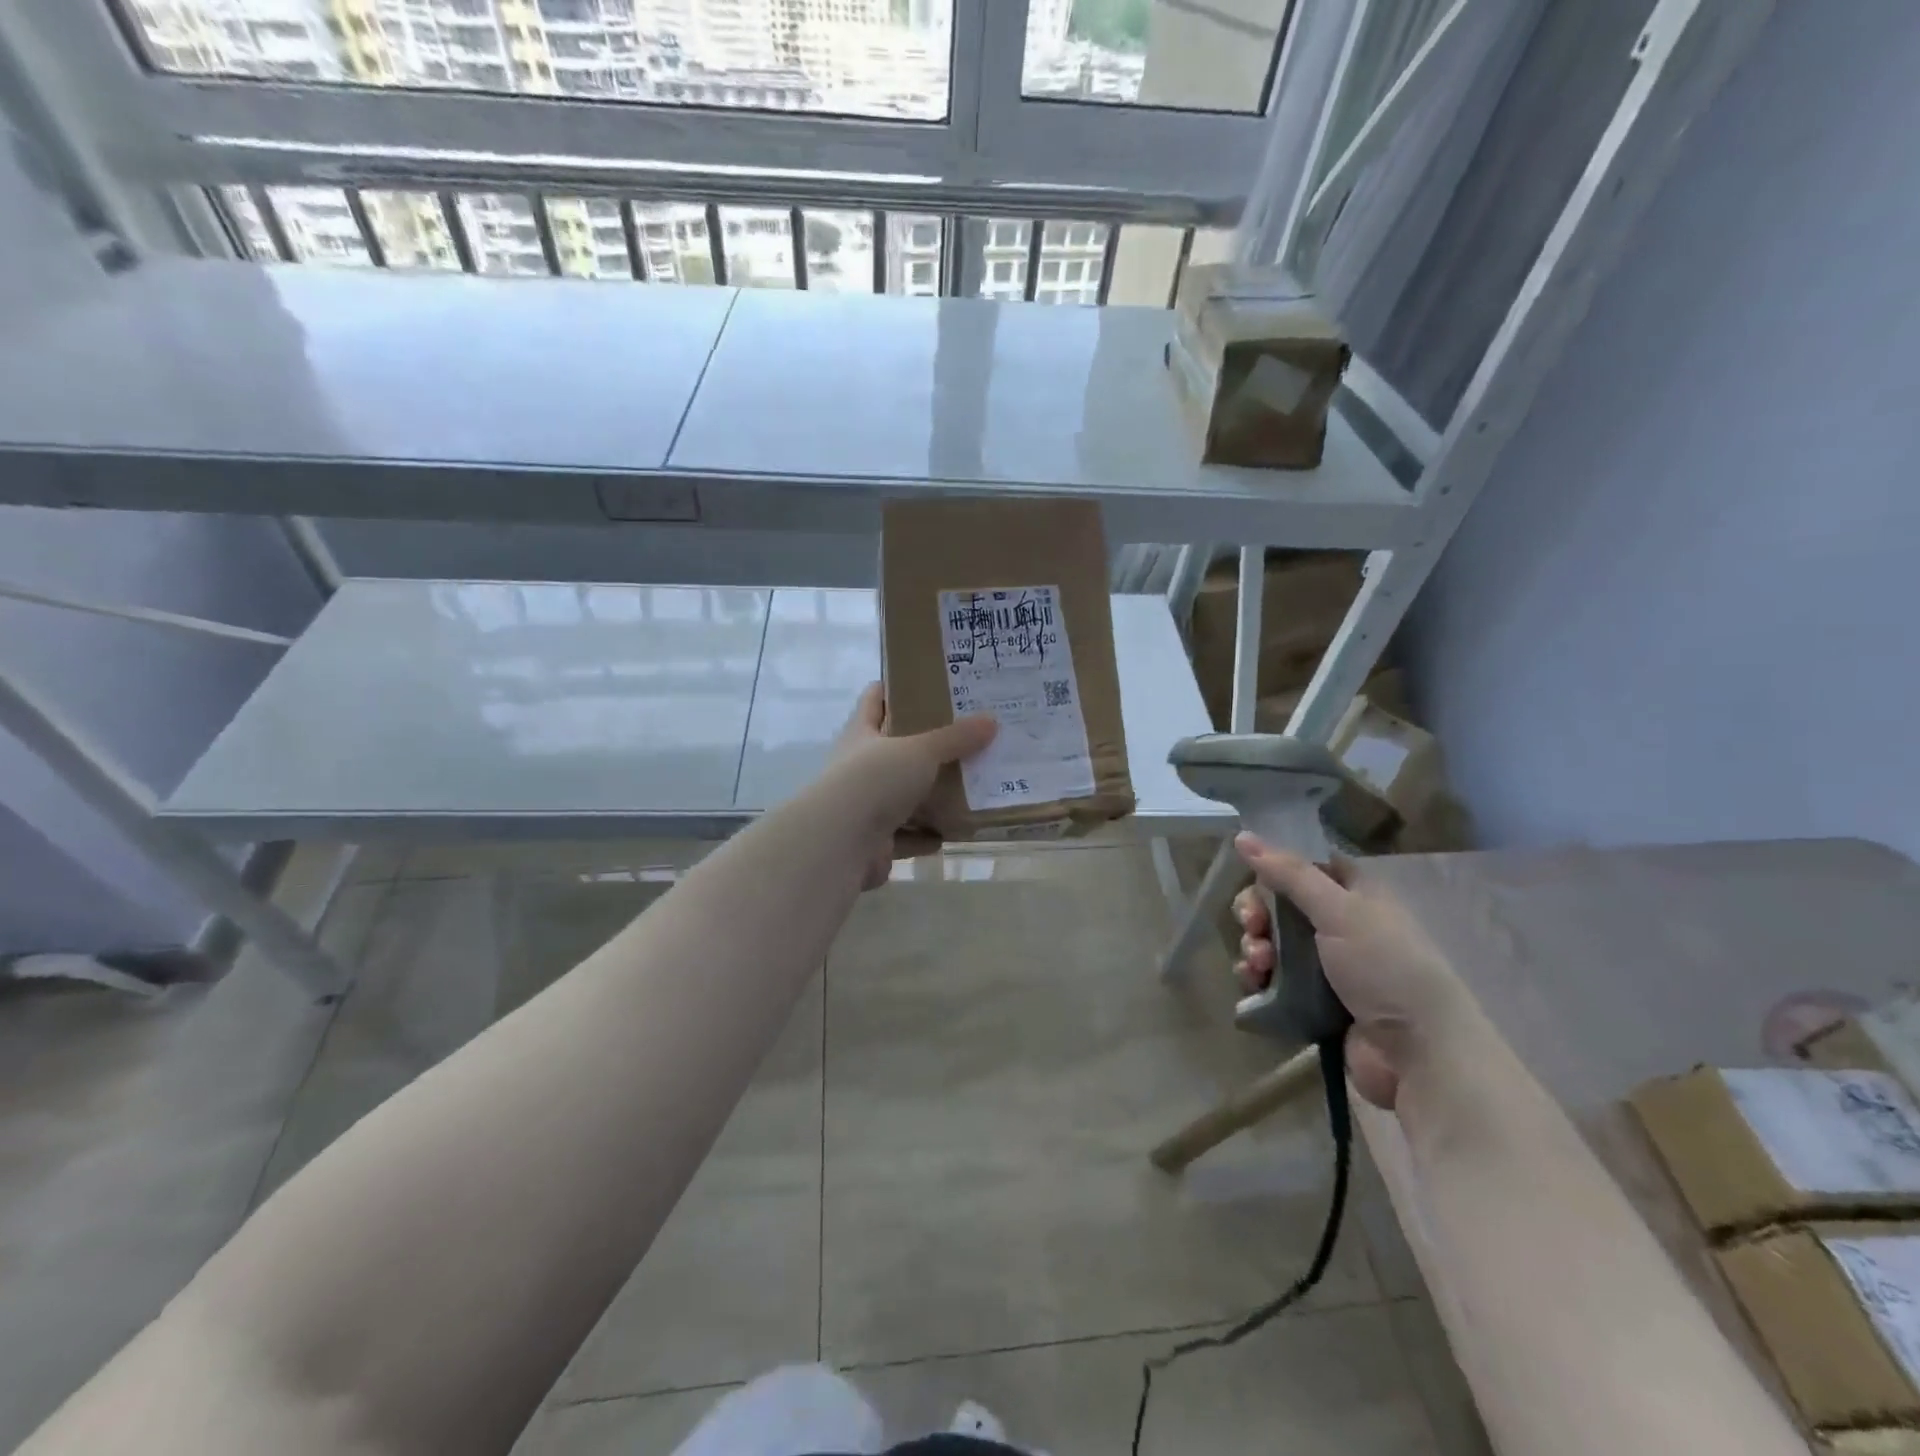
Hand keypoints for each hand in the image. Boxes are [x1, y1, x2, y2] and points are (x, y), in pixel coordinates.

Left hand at [827, 682, 996, 889]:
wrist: (841, 843)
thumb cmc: (875, 780)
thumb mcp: (920, 751)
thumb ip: (955, 738)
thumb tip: (992, 720)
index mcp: (861, 734)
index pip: (875, 699)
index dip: (896, 688)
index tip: (929, 683)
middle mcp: (859, 767)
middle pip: (894, 750)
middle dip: (926, 746)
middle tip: (966, 736)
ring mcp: (864, 806)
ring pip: (902, 796)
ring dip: (930, 796)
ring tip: (968, 786)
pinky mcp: (874, 842)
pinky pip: (907, 836)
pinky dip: (926, 835)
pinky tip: (952, 830)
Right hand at [1232, 833, 1470, 1109]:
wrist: (1419, 1054)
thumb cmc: (1386, 968)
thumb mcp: (1339, 911)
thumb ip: (1290, 873)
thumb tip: (1242, 835)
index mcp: (1355, 895)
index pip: (1304, 867)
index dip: (1274, 869)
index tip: (1254, 880)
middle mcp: (1340, 925)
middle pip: (1280, 906)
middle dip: (1256, 914)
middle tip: (1252, 927)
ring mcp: (1326, 966)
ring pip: (1271, 944)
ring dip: (1255, 948)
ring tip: (1259, 964)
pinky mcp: (1312, 1002)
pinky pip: (1272, 981)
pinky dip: (1258, 980)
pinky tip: (1256, 984)